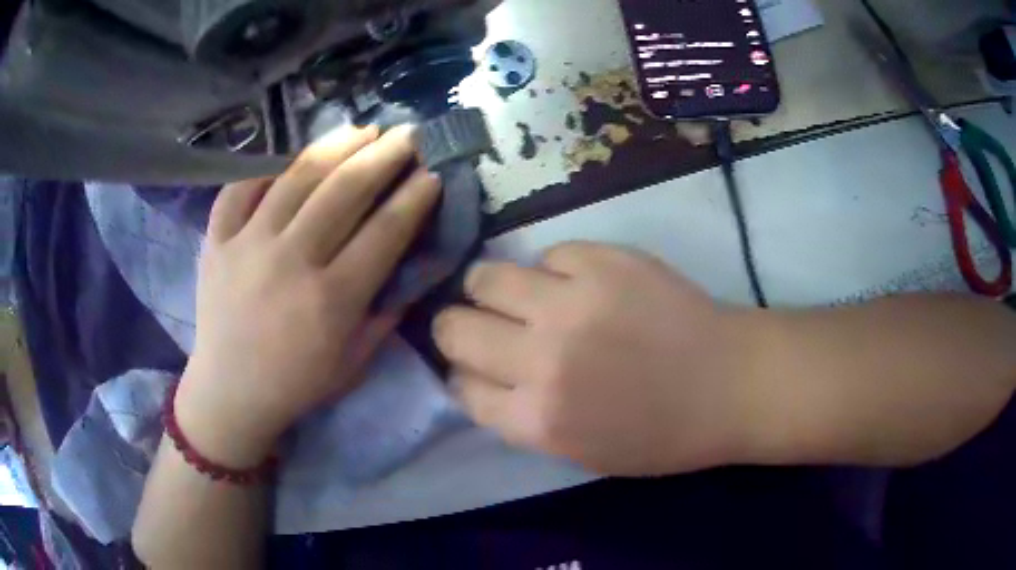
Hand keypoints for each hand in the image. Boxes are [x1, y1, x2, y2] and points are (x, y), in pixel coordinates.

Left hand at [176, 125, 441, 466]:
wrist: (230, 391)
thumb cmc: (298, 383)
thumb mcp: (356, 361)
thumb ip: (387, 310)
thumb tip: (414, 261)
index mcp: (331, 299)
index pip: (384, 231)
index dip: (415, 195)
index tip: (433, 171)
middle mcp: (290, 261)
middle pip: (344, 191)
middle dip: (384, 155)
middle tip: (407, 134)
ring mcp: (247, 245)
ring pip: (296, 178)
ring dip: (336, 146)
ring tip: (361, 129)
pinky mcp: (216, 241)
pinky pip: (240, 188)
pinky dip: (266, 166)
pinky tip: (291, 157)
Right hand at [433, 243, 763, 475]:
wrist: (729, 384)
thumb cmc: (660, 434)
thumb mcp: (579, 452)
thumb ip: (521, 417)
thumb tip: (481, 377)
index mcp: (537, 420)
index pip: (459, 387)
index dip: (463, 374)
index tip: (477, 368)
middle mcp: (542, 360)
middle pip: (454, 328)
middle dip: (457, 328)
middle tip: (483, 326)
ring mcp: (571, 302)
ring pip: (485, 277)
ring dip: (491, 288)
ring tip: (519, 295)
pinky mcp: (602, 260)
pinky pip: (548, 254)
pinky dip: (554, 271)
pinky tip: (580, 284)